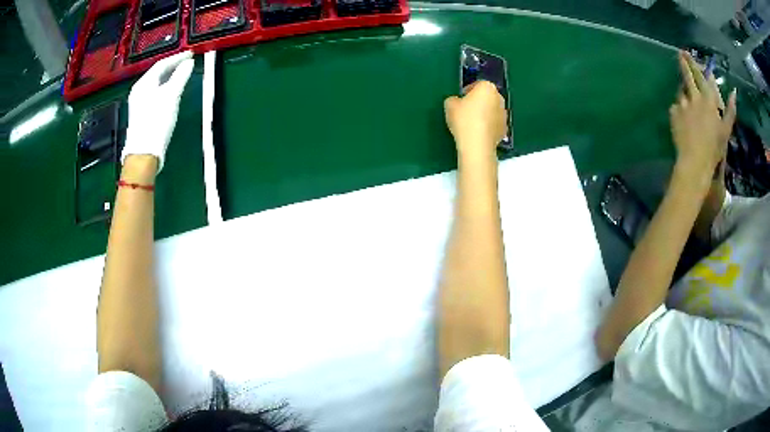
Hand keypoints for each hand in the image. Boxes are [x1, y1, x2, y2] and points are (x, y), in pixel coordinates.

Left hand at [122, 51, 194, 172]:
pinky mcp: (141, 115)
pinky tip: (171, 92)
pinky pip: (155, 94)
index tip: (191, 53)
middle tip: (187, 62)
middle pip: (157, 73)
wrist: (144, 152)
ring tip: (182, 74)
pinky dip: (165, 88)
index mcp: (144, 83)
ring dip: (169, 78)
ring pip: (156, 84)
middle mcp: (139, 91)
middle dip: (172, 66)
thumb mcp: (171, 95)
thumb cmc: (156, 121)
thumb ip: (181, 76)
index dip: (177, 57)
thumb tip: (188, 62)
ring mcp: (139, 103)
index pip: (162, 63)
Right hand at [444, 81, 507, 158]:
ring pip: (492, 110)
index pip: (477, 85)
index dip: (467, 91)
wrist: (477, 144)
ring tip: (471, 124)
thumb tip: (457, 102)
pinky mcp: (505, 129)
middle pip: (487, 97)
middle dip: (478, 101)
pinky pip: (494, 123)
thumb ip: (454, 99)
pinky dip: (488, 126)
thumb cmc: (464, 119)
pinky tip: (478, 133)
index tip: (460, 99)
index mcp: (487, 87)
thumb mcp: (449, 105)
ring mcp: (504, 114)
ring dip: (484, 114)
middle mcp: (499, 98)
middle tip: (466, 110)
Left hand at [670, 52, 735, 180]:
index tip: (694, 56)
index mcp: (709, 100)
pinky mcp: (673, 112)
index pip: (704, 77)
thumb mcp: (726, 130)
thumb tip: (734, 92)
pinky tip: (684, 120)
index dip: (700, 67)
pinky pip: (676, 107)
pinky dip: (680, 110)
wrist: (695, 161)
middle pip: (688, 75)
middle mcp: (695, 97)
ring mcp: (683, 103)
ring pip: (682, 90)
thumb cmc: (714, 147)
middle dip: (685, 62)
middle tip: (681, 52)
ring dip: (684, 90)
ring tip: (688, 100)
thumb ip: (730, 110)